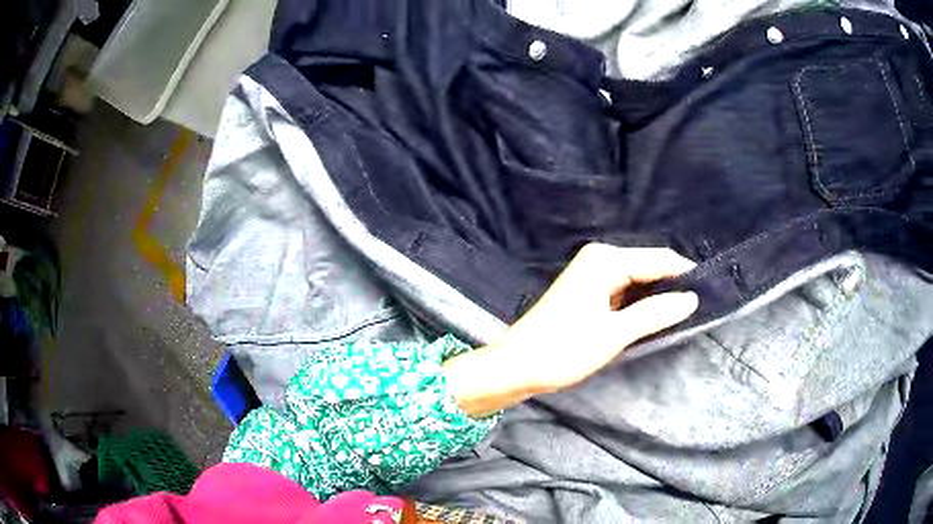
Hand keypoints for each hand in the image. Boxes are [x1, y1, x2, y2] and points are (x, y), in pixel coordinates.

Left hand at [445, 244, 698, 416]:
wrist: (516, 366)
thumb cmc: (564, 349)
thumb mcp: (615, 333)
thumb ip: (656, 313)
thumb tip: (691, 298)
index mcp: (605, 260)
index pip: (659, 259)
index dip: (685, 275)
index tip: (711, 293)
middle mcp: (599, 260)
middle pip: (648, 267)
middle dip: (671, 286)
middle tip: (699, 309)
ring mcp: (592, 276)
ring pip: (637, 282)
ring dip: (657, 297)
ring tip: (683, 315)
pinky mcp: (588, 294)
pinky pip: (624, 293)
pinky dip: (639, 305)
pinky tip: (655, 319)